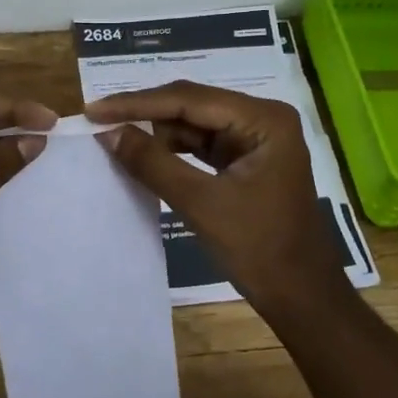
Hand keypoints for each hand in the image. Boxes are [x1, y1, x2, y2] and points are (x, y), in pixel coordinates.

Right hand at [85, 81, 348, 323]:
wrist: (303, 298)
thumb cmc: (260, 249)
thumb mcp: (201, 204)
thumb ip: (153, 163)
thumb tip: (107, 132)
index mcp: (263, 119)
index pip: (189, 99)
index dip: (138, 104)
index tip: (94, 109)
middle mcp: (261, 118)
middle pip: (192, 105)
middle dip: (145, 114)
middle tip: (97, 119)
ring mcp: (254, 139)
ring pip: (194, 125)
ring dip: (156, 133)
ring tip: (112, 136)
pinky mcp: (246, 160)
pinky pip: (201, 145)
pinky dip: (172, 151)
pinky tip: (142, 154)